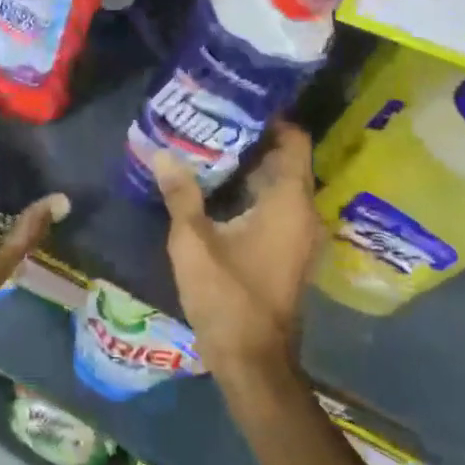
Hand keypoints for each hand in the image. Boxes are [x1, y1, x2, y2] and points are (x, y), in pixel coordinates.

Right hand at [153, 122, 321, 382]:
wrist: (253, 361)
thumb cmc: (227, 297)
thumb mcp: (193, 242)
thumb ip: (180, 194)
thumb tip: (161, 153)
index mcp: (290, 202)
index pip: (294, 141)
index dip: (270, 118)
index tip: (235, 103)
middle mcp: (303, 213)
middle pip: (284, 161)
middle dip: (250, 140)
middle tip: (210, 120)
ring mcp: (298, 235)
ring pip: (277, 186)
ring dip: (248, 168)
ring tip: (206, 147)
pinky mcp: (288, 252)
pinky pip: (274, 208)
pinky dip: (250, 193)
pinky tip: (215, 190)